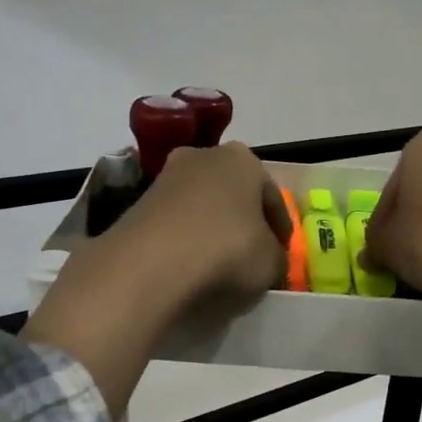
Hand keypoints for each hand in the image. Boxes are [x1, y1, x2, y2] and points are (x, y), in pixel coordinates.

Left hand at [123, 141, 290, 303]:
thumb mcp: (271, 263)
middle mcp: (203, 156)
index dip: (281, 227)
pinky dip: (184, 240)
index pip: (272, 196)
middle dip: (242, 220)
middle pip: (232, 194)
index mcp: (244, 160)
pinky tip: (189, 266)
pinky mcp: (138, 204)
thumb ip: (277, 258)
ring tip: (218, 264)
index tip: (282, 252)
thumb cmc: (227, 251)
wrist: (152, 264)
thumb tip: (269, 260)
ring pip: (200, 206)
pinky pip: (174, 224)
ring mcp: (166, 177)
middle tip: (251, 253)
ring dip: (210, 229)